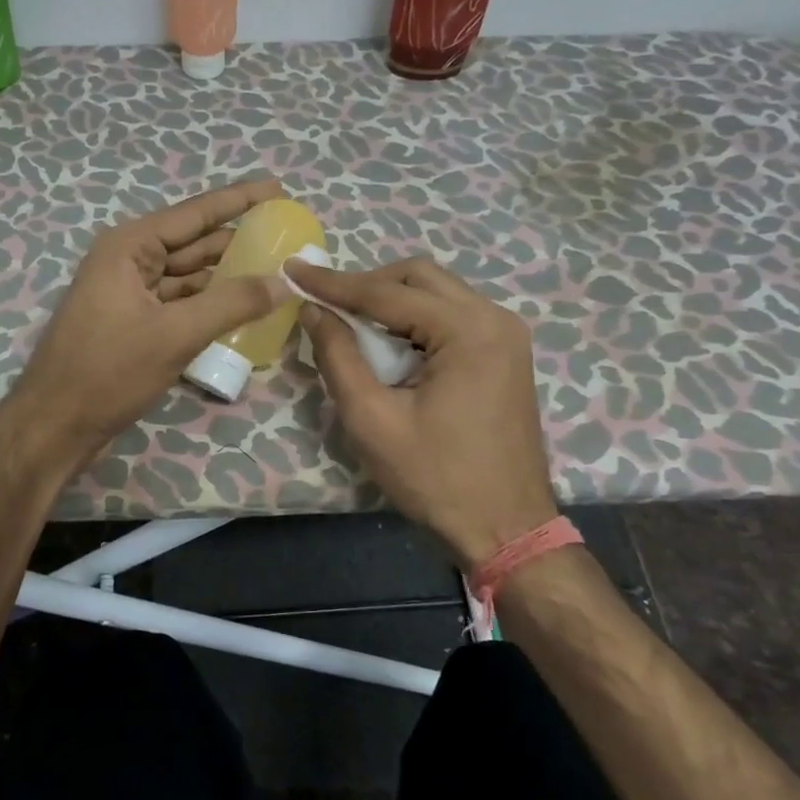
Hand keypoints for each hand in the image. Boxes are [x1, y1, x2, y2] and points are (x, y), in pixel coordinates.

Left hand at [0, 177, 291, 480]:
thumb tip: (285, 280)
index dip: (239, 200)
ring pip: (190, 276)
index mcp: (130, 247)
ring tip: (278, 271)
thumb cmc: (107, 372)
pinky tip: (246, 307)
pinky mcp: (136, 324)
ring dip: (228, 276)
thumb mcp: (175, 334)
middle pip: (194, 243)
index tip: (278, 189)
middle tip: (289, 239)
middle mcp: (129, 261)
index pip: (195, 213)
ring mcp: (131, 294)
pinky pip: (182, 303)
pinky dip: (211, 304)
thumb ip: (233, 303)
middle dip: (239, 241)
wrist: (55, 426)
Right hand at [289, 258, 557, 565]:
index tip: (292, 270)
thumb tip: (313, 310)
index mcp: (469, 330)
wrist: (506, 530)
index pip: (387, 292)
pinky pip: (451, 315)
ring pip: (436, 291)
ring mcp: (506, 335)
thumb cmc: (436, 479)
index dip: (333, 282)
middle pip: (418, 277)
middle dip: (365, 284)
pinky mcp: (505, 353)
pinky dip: (413, 319)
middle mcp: (495, 318)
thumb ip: (338, 356)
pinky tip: (388, 343)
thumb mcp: (372, 419)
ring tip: (348, 321)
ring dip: (390, 300)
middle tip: (324, 303)